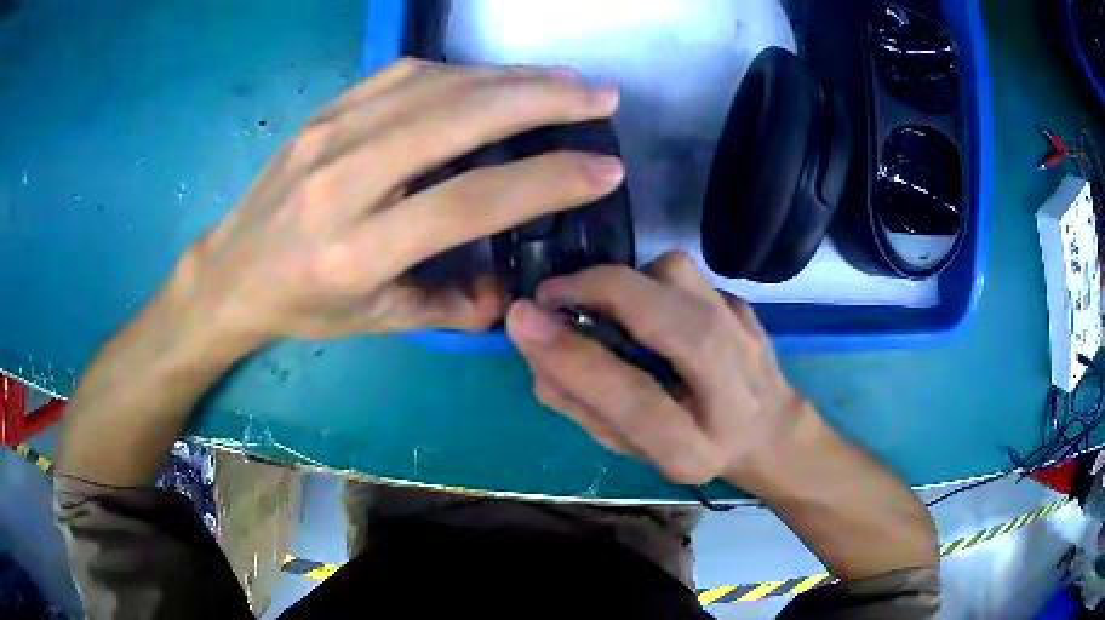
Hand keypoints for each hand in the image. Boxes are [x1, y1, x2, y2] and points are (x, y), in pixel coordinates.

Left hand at [176, 59, 624, 341]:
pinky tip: (495, 77)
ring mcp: (330, 134)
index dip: (546, 180)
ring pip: (435, 85)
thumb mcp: (377, 323)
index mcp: (358, 251)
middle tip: (602, 96)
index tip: (604, 167)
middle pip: (457, 120)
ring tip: (564, 81)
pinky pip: (403, 75)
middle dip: (543, 100)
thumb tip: (512, 291)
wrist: (231, 272)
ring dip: (510, 77)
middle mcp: (343, 181)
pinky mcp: (325, 111)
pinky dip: (461, 70)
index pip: (470, 201)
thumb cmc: (303, 305)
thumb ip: (450, 308)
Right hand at [505, 252, 806, 486]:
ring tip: (607, 307)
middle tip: (552, 296)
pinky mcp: (742, 303)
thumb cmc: (690, 446)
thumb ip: (581, 405)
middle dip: (598, 289)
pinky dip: (650, 279)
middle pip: (668, 317)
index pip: (633, 400)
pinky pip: (685, 273)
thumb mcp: (633, 448)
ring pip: (677, 275)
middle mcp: (730, 386)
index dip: (573, 358)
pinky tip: (645, 307)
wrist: (770, 430)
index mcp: (694, 445)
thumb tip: (534, 351)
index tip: (521, 319)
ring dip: (627, 280)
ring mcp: (745, 335)